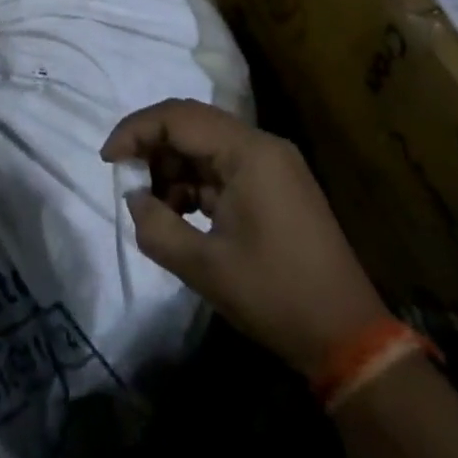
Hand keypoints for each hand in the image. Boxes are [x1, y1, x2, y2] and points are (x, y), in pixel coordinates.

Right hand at [102, 98, 386, 376]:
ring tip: (154, 205)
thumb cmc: (276, 297)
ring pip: (205, 144)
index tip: (107, 159)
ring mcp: (272, 163)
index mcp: (247, 151)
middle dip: (152, 146)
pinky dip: (196, 182)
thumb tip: (134, 199)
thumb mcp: (206, 268)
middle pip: (191, 123)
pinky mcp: (276, 184)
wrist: (350, 340)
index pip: (178, 117)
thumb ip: (157, 228)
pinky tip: (182, 213)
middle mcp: (261, 144)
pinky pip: (223, 165)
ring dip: (173, 167)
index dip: (135, 130)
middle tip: (125, 178)